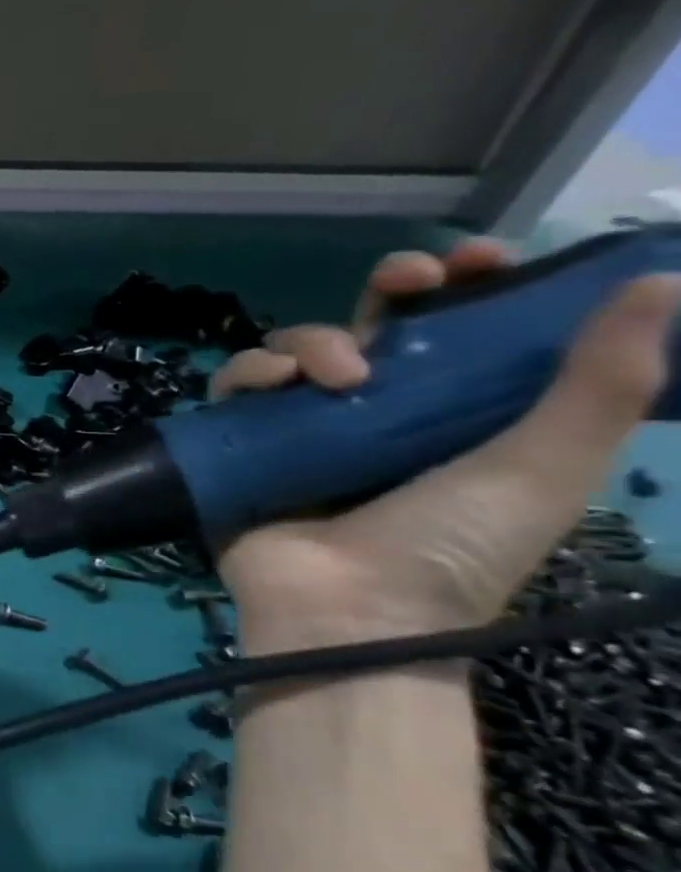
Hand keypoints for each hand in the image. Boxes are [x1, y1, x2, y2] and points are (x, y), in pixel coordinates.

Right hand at [211, 239, 680, 656]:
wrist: (353, 609)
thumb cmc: (452, 547)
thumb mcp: (544, 468)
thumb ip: (597, 385)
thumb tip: (656, 283)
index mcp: (441, 414)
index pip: (452, 334)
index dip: (465, 287)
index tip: (478, 262)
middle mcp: (366, 413)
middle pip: (366, 325)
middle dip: (386, 289)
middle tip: (406, 281)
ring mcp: (297, 429)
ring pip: (291, 349)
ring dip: (312, 340)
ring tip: (340, 377)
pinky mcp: (240, 445)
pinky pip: (233, 387)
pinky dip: (248, 373)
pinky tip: (274, 386)